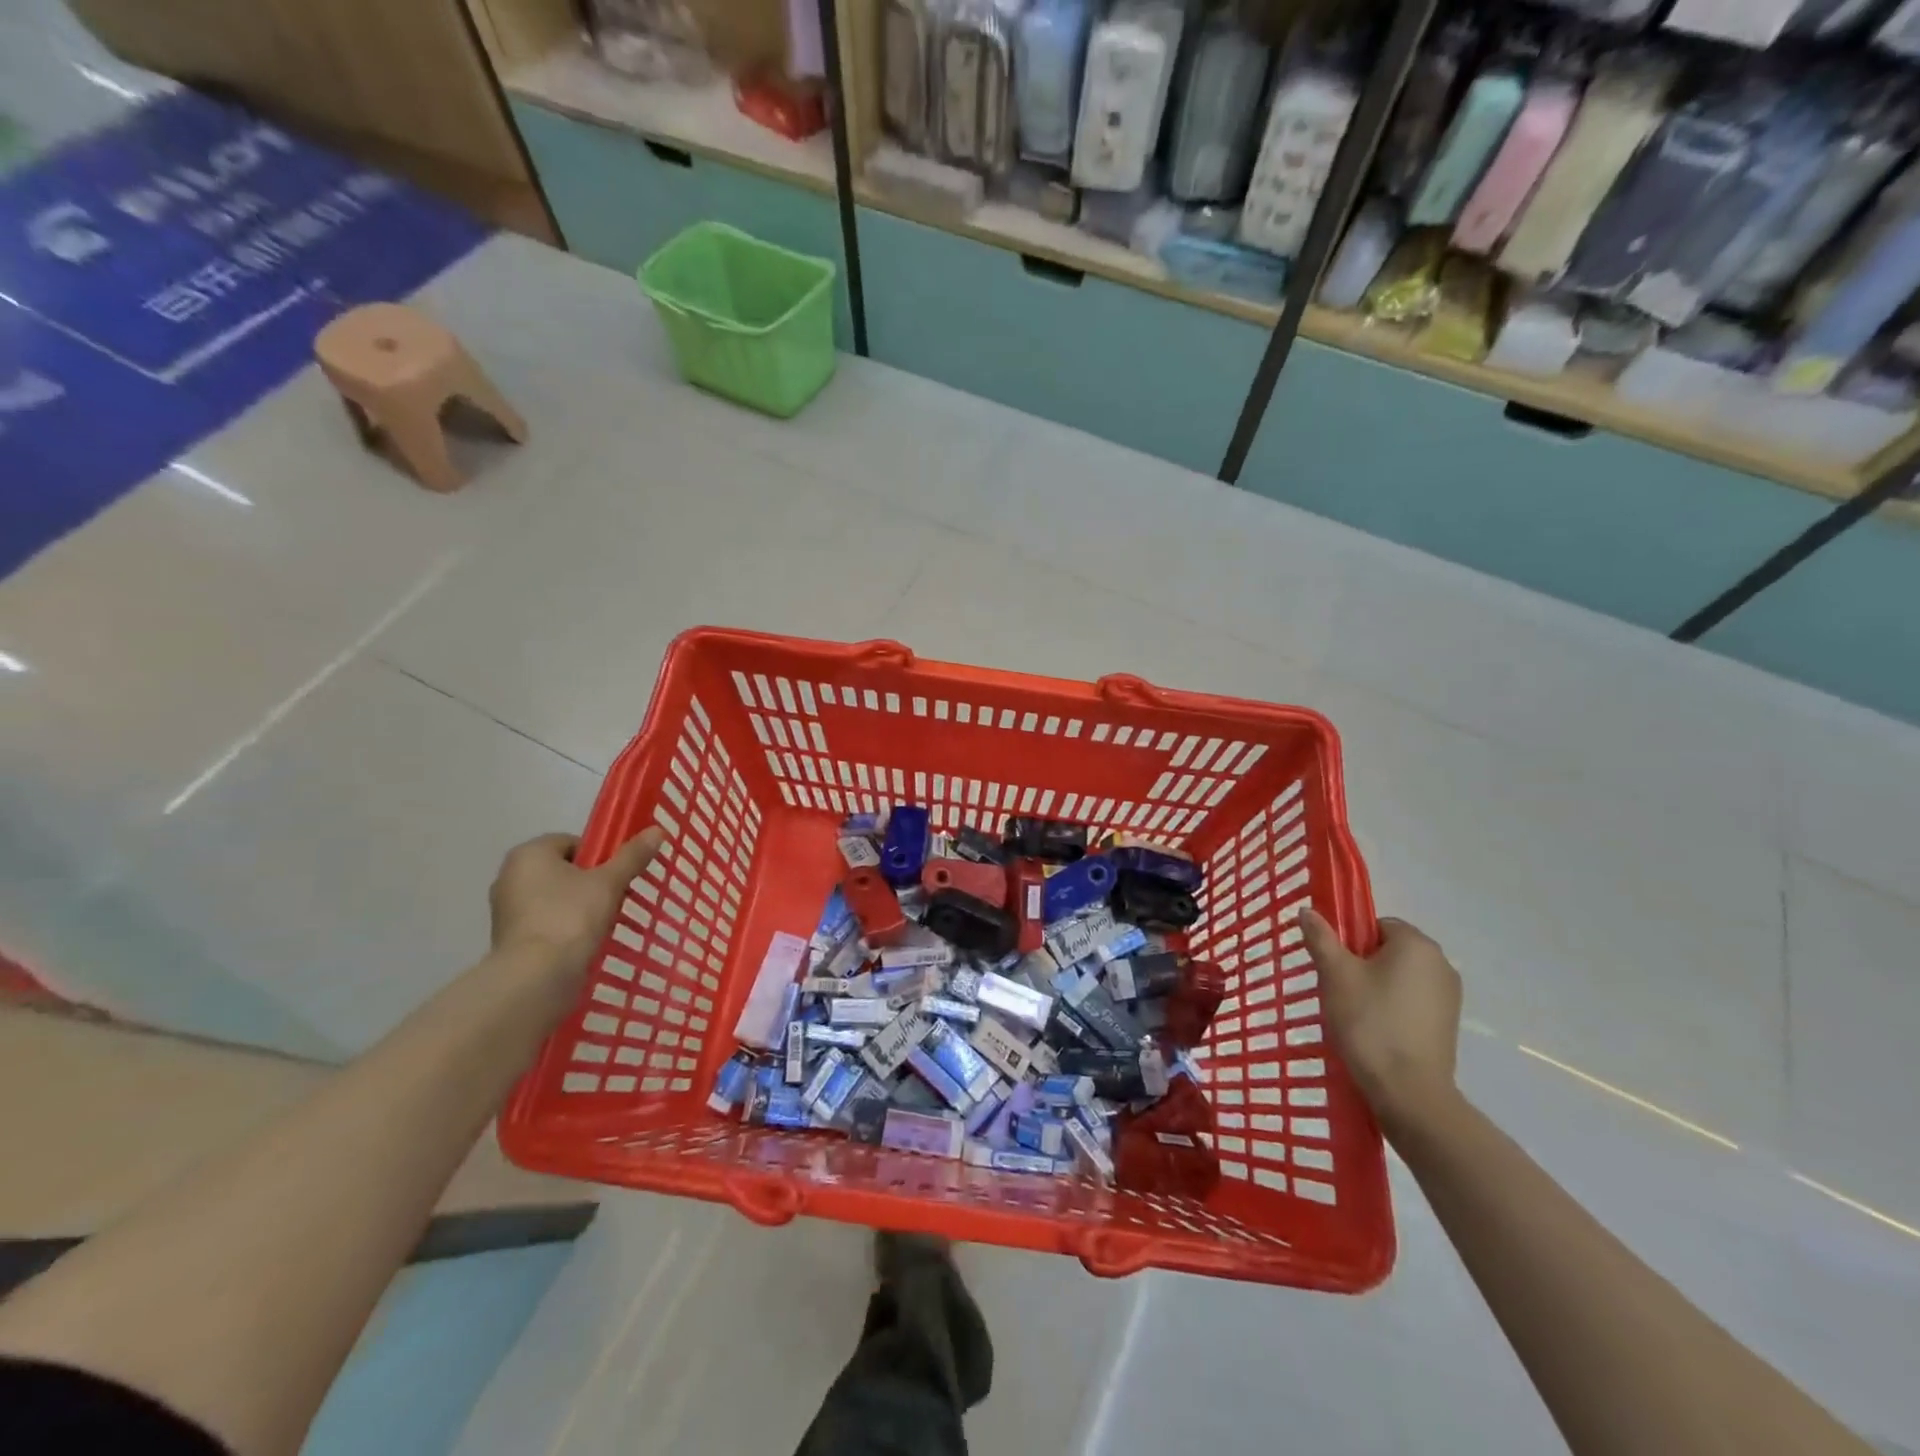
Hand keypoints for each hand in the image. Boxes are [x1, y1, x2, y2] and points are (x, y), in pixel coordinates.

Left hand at [489, 829, 665, 978]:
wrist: (536, 977)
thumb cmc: (570, 917)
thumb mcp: (609, 883)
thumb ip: (631, 856)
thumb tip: (657, 831)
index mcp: (529, 854)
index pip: (571, 842)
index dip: (599, 855)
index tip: (618, 873)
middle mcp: (510, 876)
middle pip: (562, 870)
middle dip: (590, 881)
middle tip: (616, 895)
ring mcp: (506, 910)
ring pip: (554, 897)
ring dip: (578, 905)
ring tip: (605, 920)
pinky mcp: (509, 938)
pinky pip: (545, 921)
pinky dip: (564, 926)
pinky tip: (585, 940)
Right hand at [1300, 908, 1462, 1135]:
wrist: (1409, 1092)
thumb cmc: (1369, 1022)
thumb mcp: (1335, 974)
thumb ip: (1321, 938)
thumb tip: (1307, 911)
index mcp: (1416, 944)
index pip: (1376, 923)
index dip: (1350, 940)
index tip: (1334, 965)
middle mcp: (1441, 964)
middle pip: (1389, 949)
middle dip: (1361, 963)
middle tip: (1338, 988)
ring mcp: (1449, 996)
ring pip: (1399, 976)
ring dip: (1376, 986)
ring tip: (1353, 1012)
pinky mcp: (1447, 1024)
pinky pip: (1411, 1000)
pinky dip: (1391, 1007)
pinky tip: (1375, 1030)